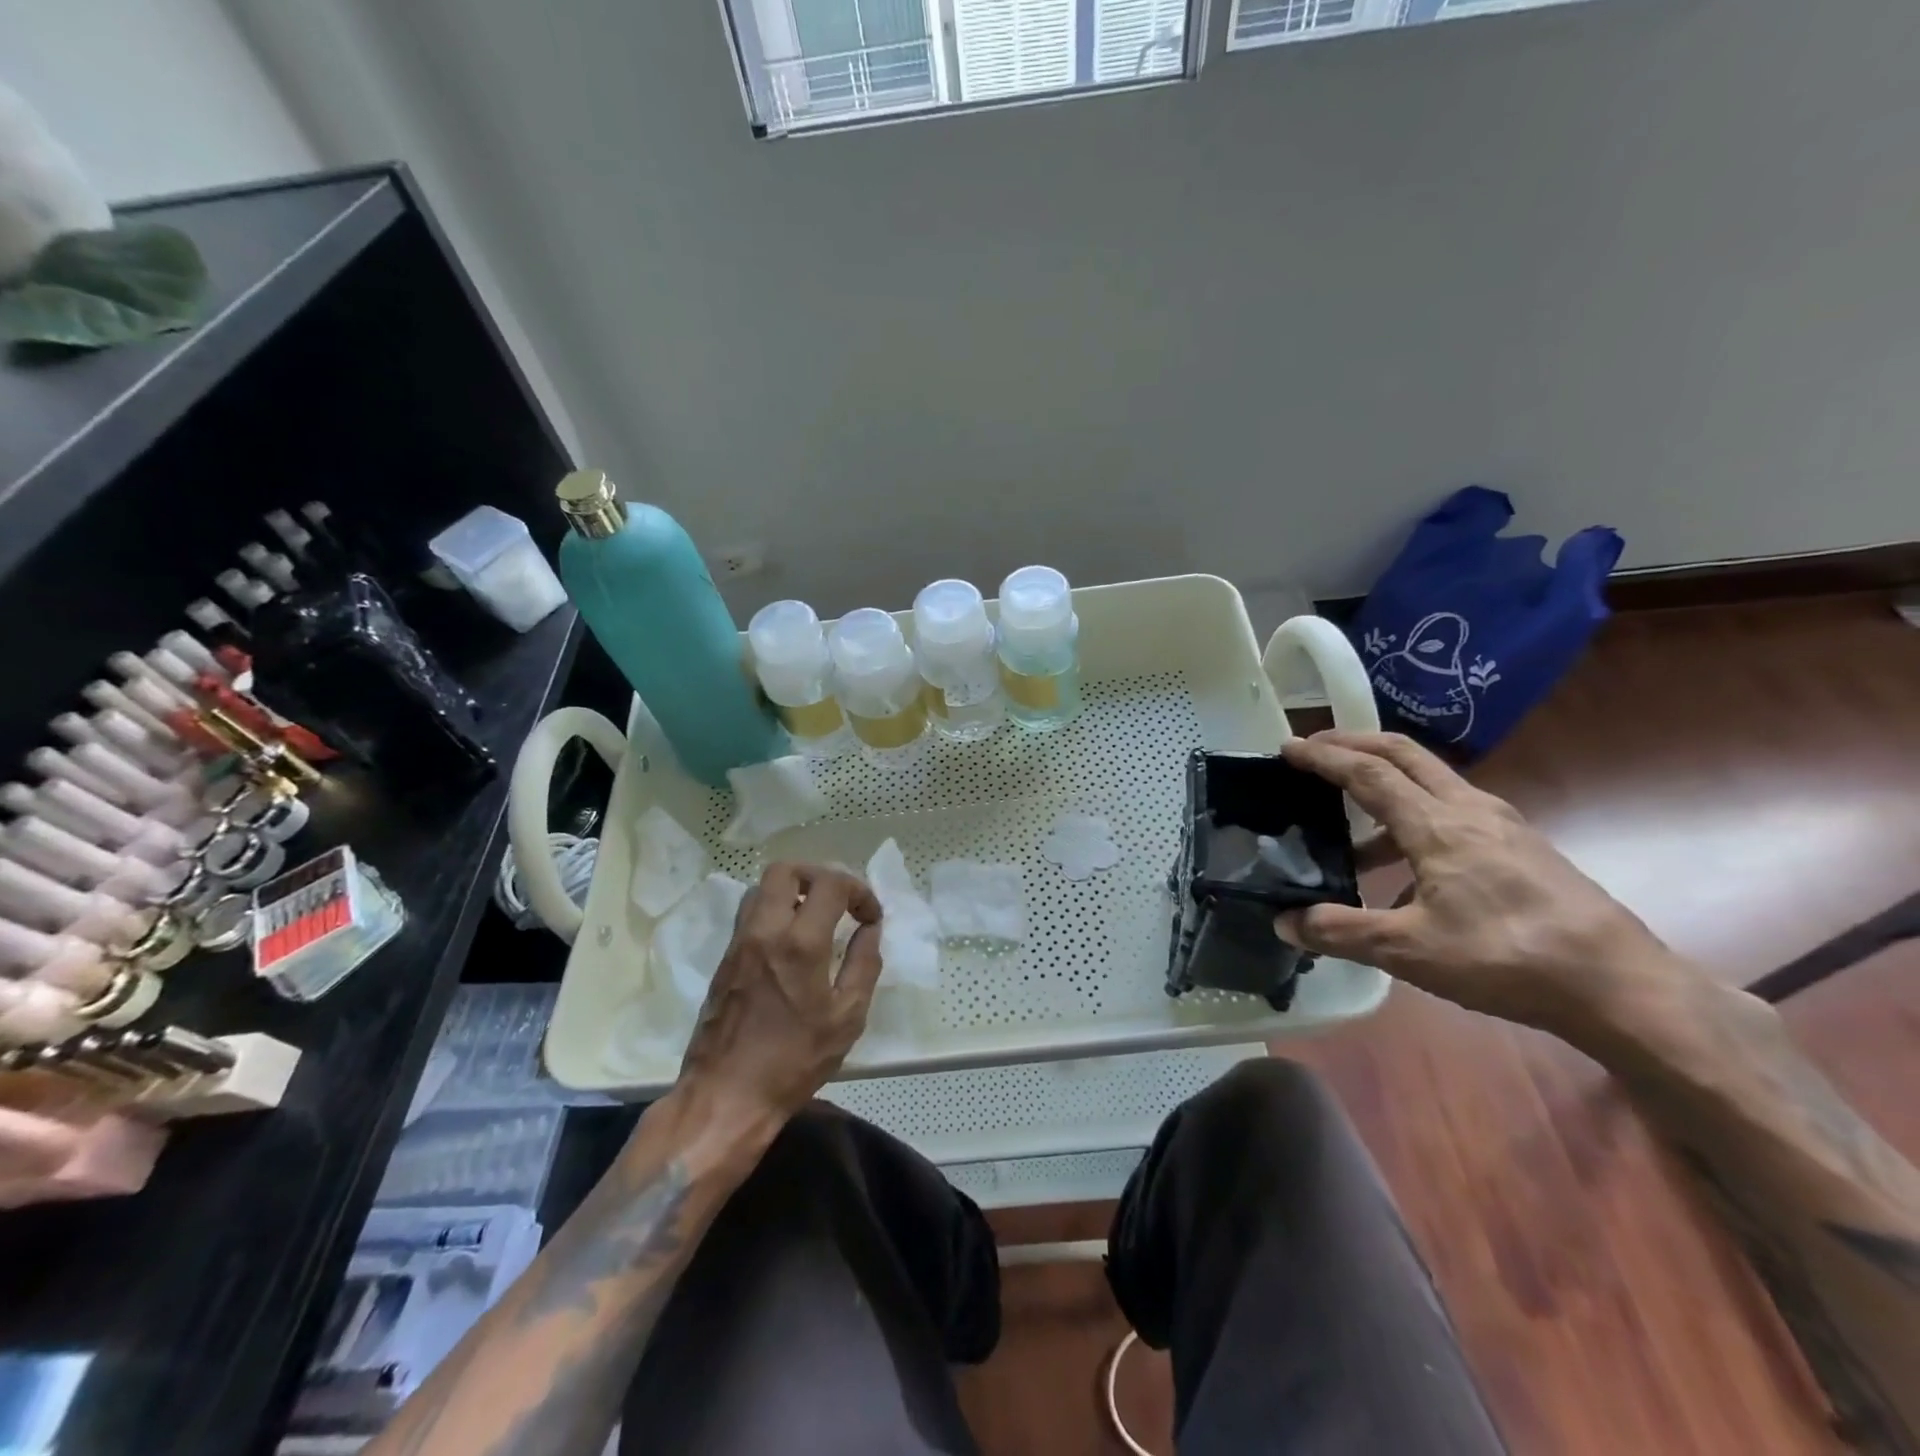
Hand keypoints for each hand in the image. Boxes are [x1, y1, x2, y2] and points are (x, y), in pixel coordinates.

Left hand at [679, 862, 883, 1120]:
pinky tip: (792, 942)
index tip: (869, 917)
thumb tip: (870, 929)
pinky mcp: (724, 959)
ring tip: (816, 917)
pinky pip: (750, 914)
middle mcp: (764, 931)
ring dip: (793, 891)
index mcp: (799, 944)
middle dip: (819, 876)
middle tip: (839, 902)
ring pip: (762, 888)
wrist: (725, 1097)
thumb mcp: (847, 1018)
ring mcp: (738, 943)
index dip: (859, 891)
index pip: (830, 884)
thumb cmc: (793, 1062)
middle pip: (786, 870)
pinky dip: (775, 911)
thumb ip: (864, 964)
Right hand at [1277, 730, 1681, 1036]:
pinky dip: (1414, 815)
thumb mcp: (1410, 951)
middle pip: (1403, 754)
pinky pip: (1453, 811)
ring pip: (1431, 780)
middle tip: (1315, 749)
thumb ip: (1341, 932)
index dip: (1323, 756)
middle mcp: (1469, 809)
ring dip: (1384, 781)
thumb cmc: (1507, 957)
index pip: (1367, 773)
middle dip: (1354, 743)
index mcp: (1437, 825)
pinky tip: (1406, 869)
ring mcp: (1501, 825)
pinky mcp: (1521, 846)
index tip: (1287, 747)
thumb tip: (1285, 922)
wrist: (1620, 985)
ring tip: (1350, 818)